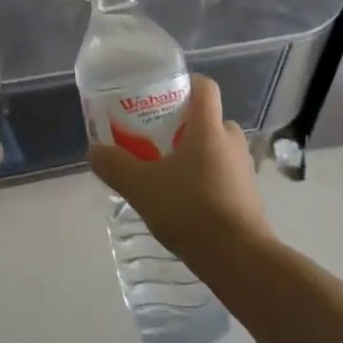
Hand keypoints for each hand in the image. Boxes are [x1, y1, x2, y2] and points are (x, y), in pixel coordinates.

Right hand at [86, 75, 270, 261]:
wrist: (238, 259)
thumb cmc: (190, 209)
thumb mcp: (141, 187)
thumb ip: (115, 166)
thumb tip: (94, 151)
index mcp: (209, 128)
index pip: (205, 87)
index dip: (185, 83)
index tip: (162, 93)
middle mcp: (232, 141)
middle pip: (209, 119)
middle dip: (184, 125)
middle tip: (157, 138)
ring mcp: (244, 170)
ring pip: (217, 149)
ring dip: (195, 154)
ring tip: (167, 172)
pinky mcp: (249, 197)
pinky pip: (224, 175)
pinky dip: (206, 179)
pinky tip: (185, 201)